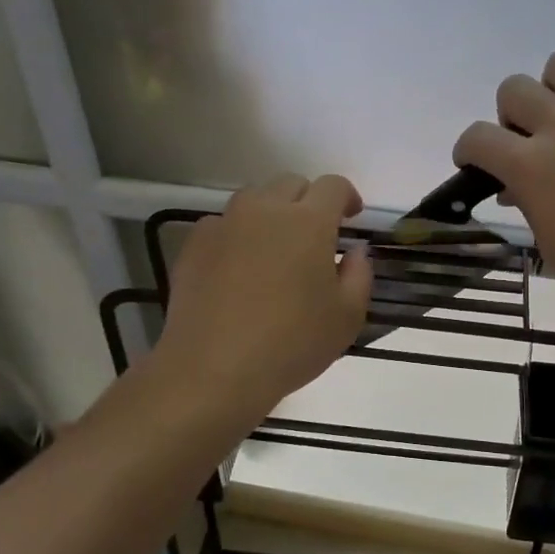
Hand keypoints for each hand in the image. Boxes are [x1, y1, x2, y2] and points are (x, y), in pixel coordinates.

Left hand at [152, 174, 373, 416]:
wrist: (213, 369)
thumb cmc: (291, 344)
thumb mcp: (347, 317)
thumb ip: (360, 275)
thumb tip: (355, 251)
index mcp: (308, 222)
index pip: (333, 186)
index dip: (347, 196)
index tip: (352, 216)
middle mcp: (265, 210)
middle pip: (291, 184)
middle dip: (309, 200)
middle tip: (315, 235)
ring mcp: (225, 223)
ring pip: (254, 199)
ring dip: (272, 213)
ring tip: (275, 248)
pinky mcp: (194, 243)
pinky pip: (223, 224)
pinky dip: (238, 235)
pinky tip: (239, 268)